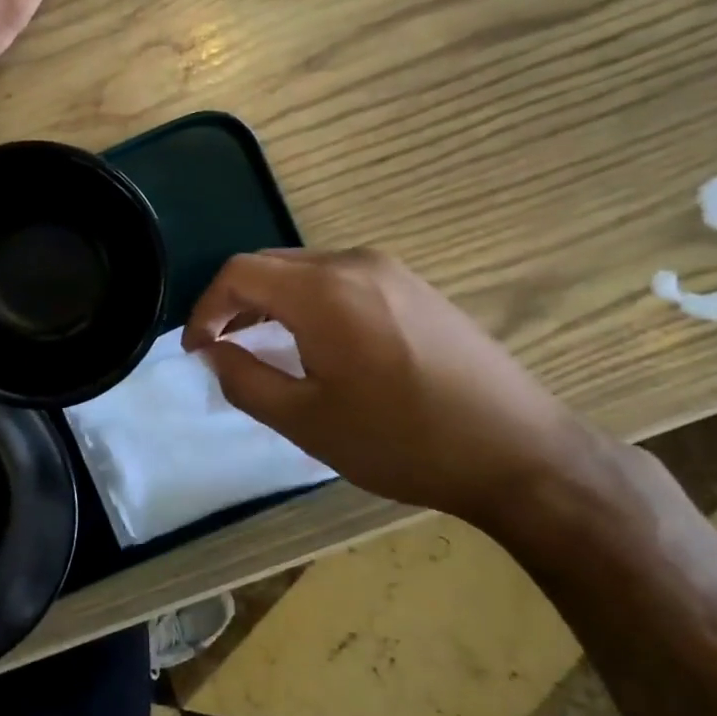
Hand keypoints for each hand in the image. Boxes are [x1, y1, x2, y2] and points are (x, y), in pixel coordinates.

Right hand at [181, 249, 606, 529]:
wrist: (519, 453)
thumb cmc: (402, 441)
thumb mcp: (306, 421)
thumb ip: (244, 379)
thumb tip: (212, 351)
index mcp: (323, 291)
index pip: (239, 273)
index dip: (205, 308)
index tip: (197, 351)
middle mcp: (355, 263)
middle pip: (271, 264)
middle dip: (236, 302)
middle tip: (223, 349)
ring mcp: (392, 271)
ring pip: (306, 270)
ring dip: (273, 301)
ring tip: (264, 347)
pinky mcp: (416, 287)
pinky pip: (342, 279)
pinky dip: (310, 302)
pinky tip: (318, 343)